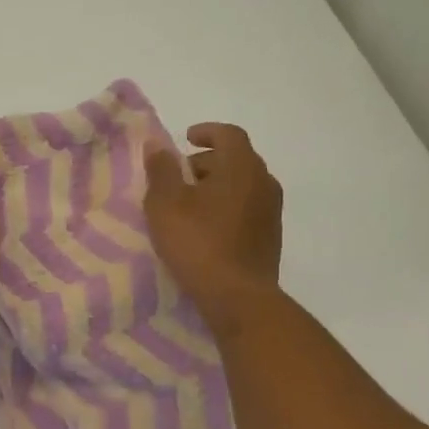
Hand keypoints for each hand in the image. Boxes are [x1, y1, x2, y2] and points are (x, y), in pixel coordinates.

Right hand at [144, 123, 283, 331]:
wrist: (238, 297)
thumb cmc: (198, 243)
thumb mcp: (166, 204)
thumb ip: (161, 170)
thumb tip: (157, 143)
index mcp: (242, 167)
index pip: (229, 135)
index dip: (206, 132)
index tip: (186, 138)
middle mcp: (264, 183)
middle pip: (236, 160)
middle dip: (207, 162)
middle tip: (179, 176)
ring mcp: (271, 212)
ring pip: (243, 186)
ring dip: (217, 186)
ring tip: (189, 204)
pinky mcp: (270, 238)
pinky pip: (247, 209)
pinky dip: (226, 207)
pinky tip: (206, 228)